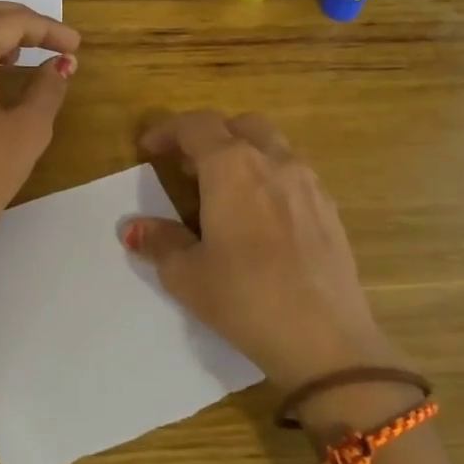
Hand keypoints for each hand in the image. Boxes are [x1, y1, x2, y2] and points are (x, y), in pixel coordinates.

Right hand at [123, 110, 400, 389]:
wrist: (325, 339)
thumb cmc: (245, 298)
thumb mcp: (187, 274)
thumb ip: (160, 242)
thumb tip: (134, 228)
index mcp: (233, 167)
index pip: (196, 126)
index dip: (167, 131)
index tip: (148, 149)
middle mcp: (274, 161)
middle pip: (239, 125)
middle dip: (209, 136)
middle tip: (187, 168)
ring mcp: (308, 183)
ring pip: (272, 145)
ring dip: (242, 153)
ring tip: (223, 190)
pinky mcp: (330, 209)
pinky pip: (293, 174)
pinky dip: (269, 177)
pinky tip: (260, 216)